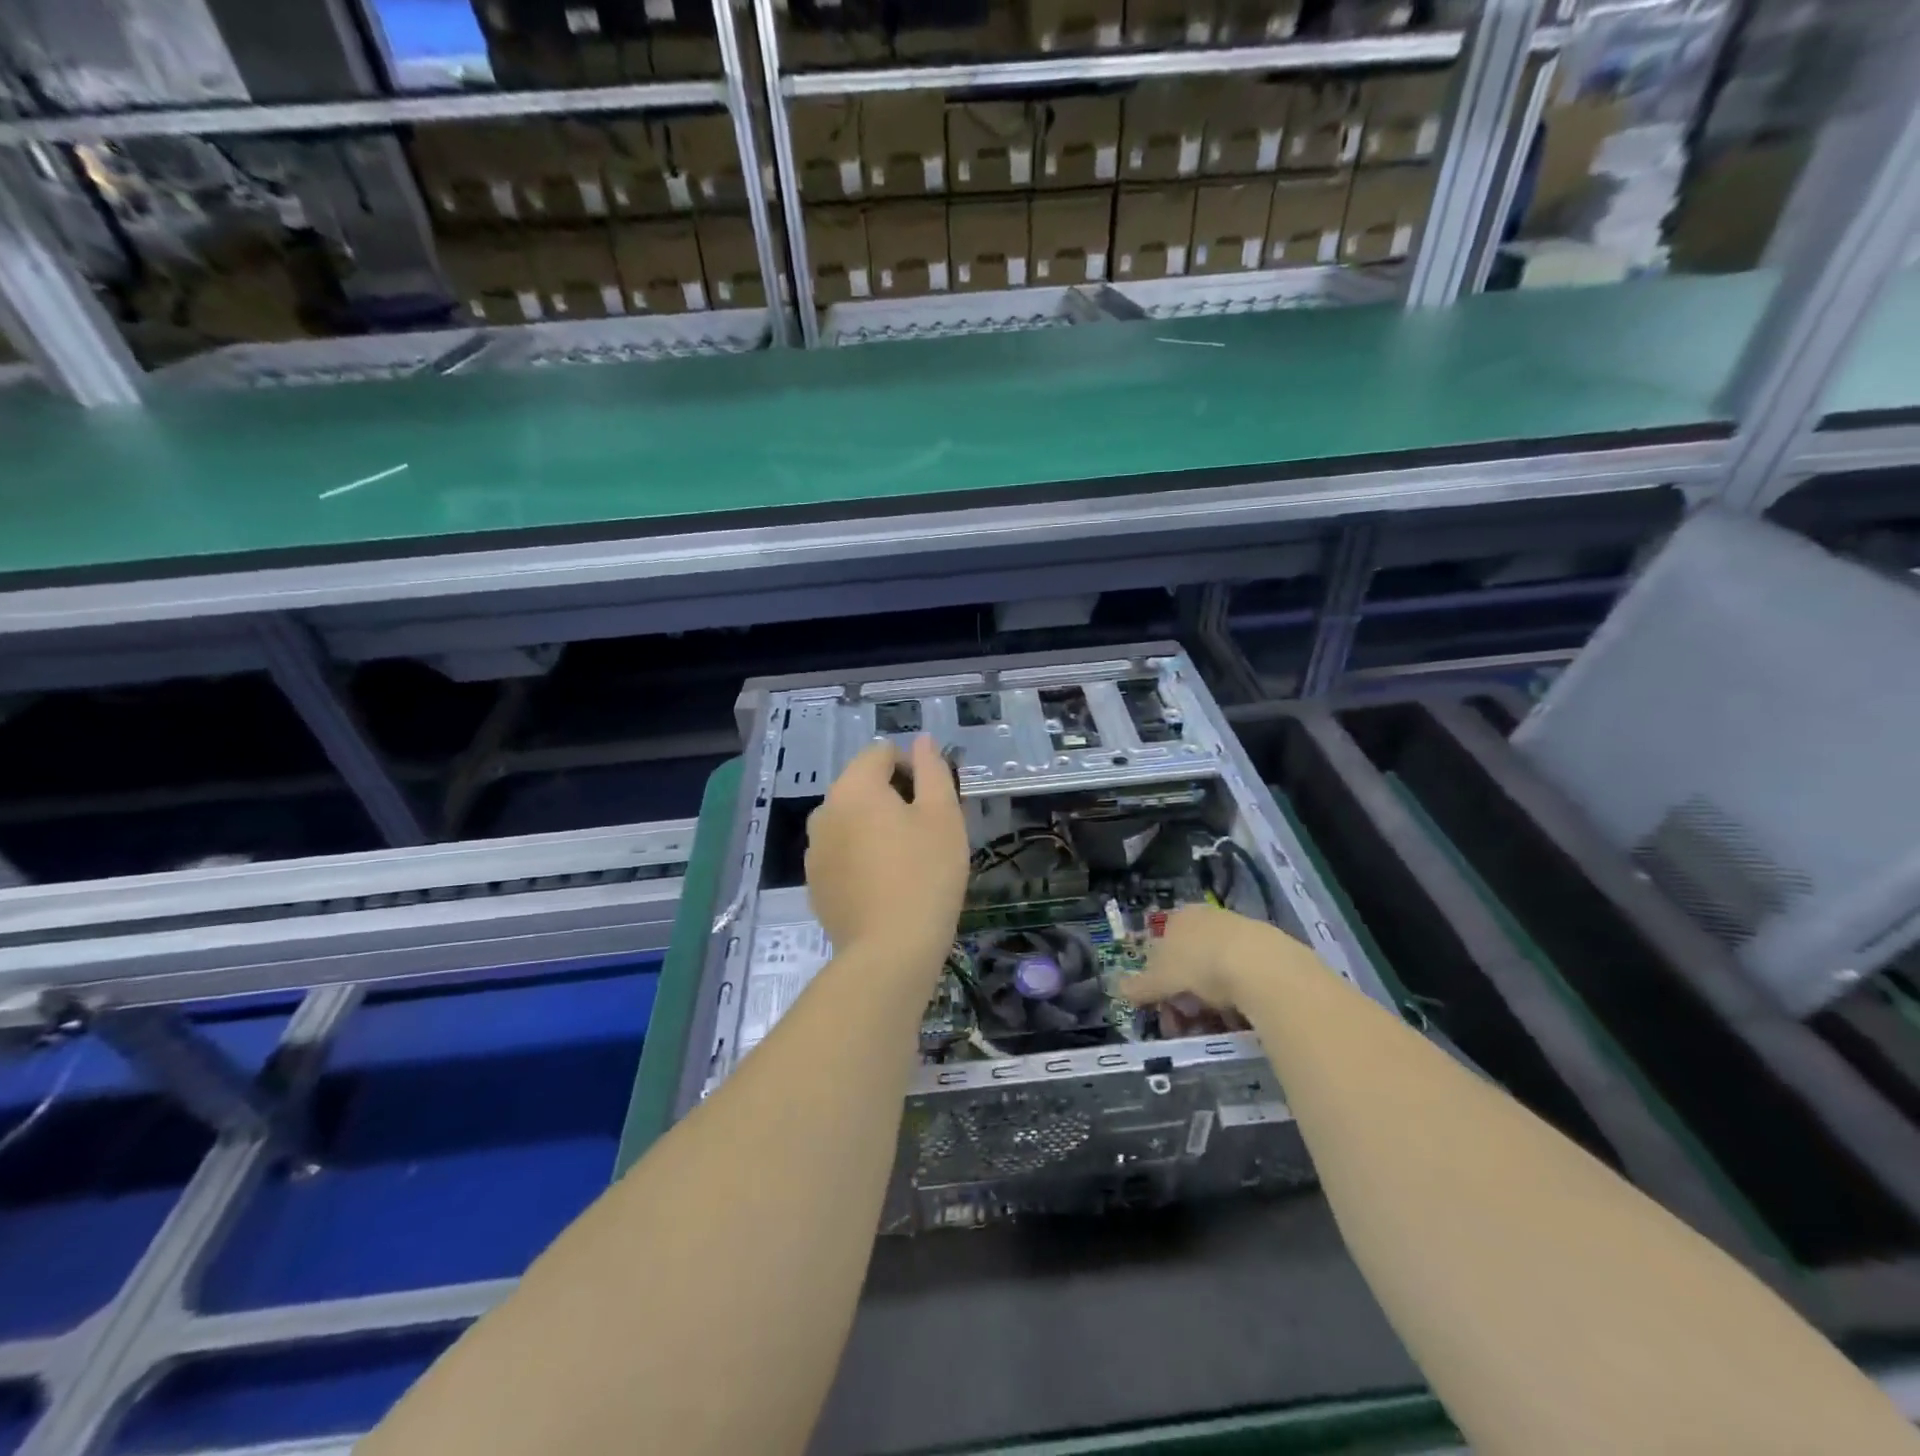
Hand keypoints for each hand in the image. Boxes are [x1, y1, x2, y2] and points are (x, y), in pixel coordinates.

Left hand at [805, 736, 968, 970]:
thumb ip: (932, 770)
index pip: (881, 753)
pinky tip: (885, 886)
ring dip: (876, 828)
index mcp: (854, 787)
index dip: (913, 768)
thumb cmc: (926, 875)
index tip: (934, 803)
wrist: (890, 952)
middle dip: (894, 798)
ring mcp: (814, 850)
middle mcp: (824, 811)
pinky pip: (842, 853)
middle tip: (926, 833)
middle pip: (863, 786)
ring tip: (907, 861)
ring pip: (851, 821)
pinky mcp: (815, 883)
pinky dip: (861, 857)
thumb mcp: (943, 815)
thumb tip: (922, 740)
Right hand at [1119, 903, 1313, 1020]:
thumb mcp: (1160, 979)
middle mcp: (1208, 919)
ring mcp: (1239, 932)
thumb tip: (1118, 988)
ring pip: (1216, 972)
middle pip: (1188, 962)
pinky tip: (1238, 1019)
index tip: (1162, 1007)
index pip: (1160, 948)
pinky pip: (1243, 979)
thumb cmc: (1199, 964)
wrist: (1261, 966)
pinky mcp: (1268, 951)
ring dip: (1210, 1001)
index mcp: (1179, 918)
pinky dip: (1236, 999)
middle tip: (1184, 1023)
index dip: (1158, 981)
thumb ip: (1140, 986)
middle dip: (1183, 995)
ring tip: (1213, 1026)